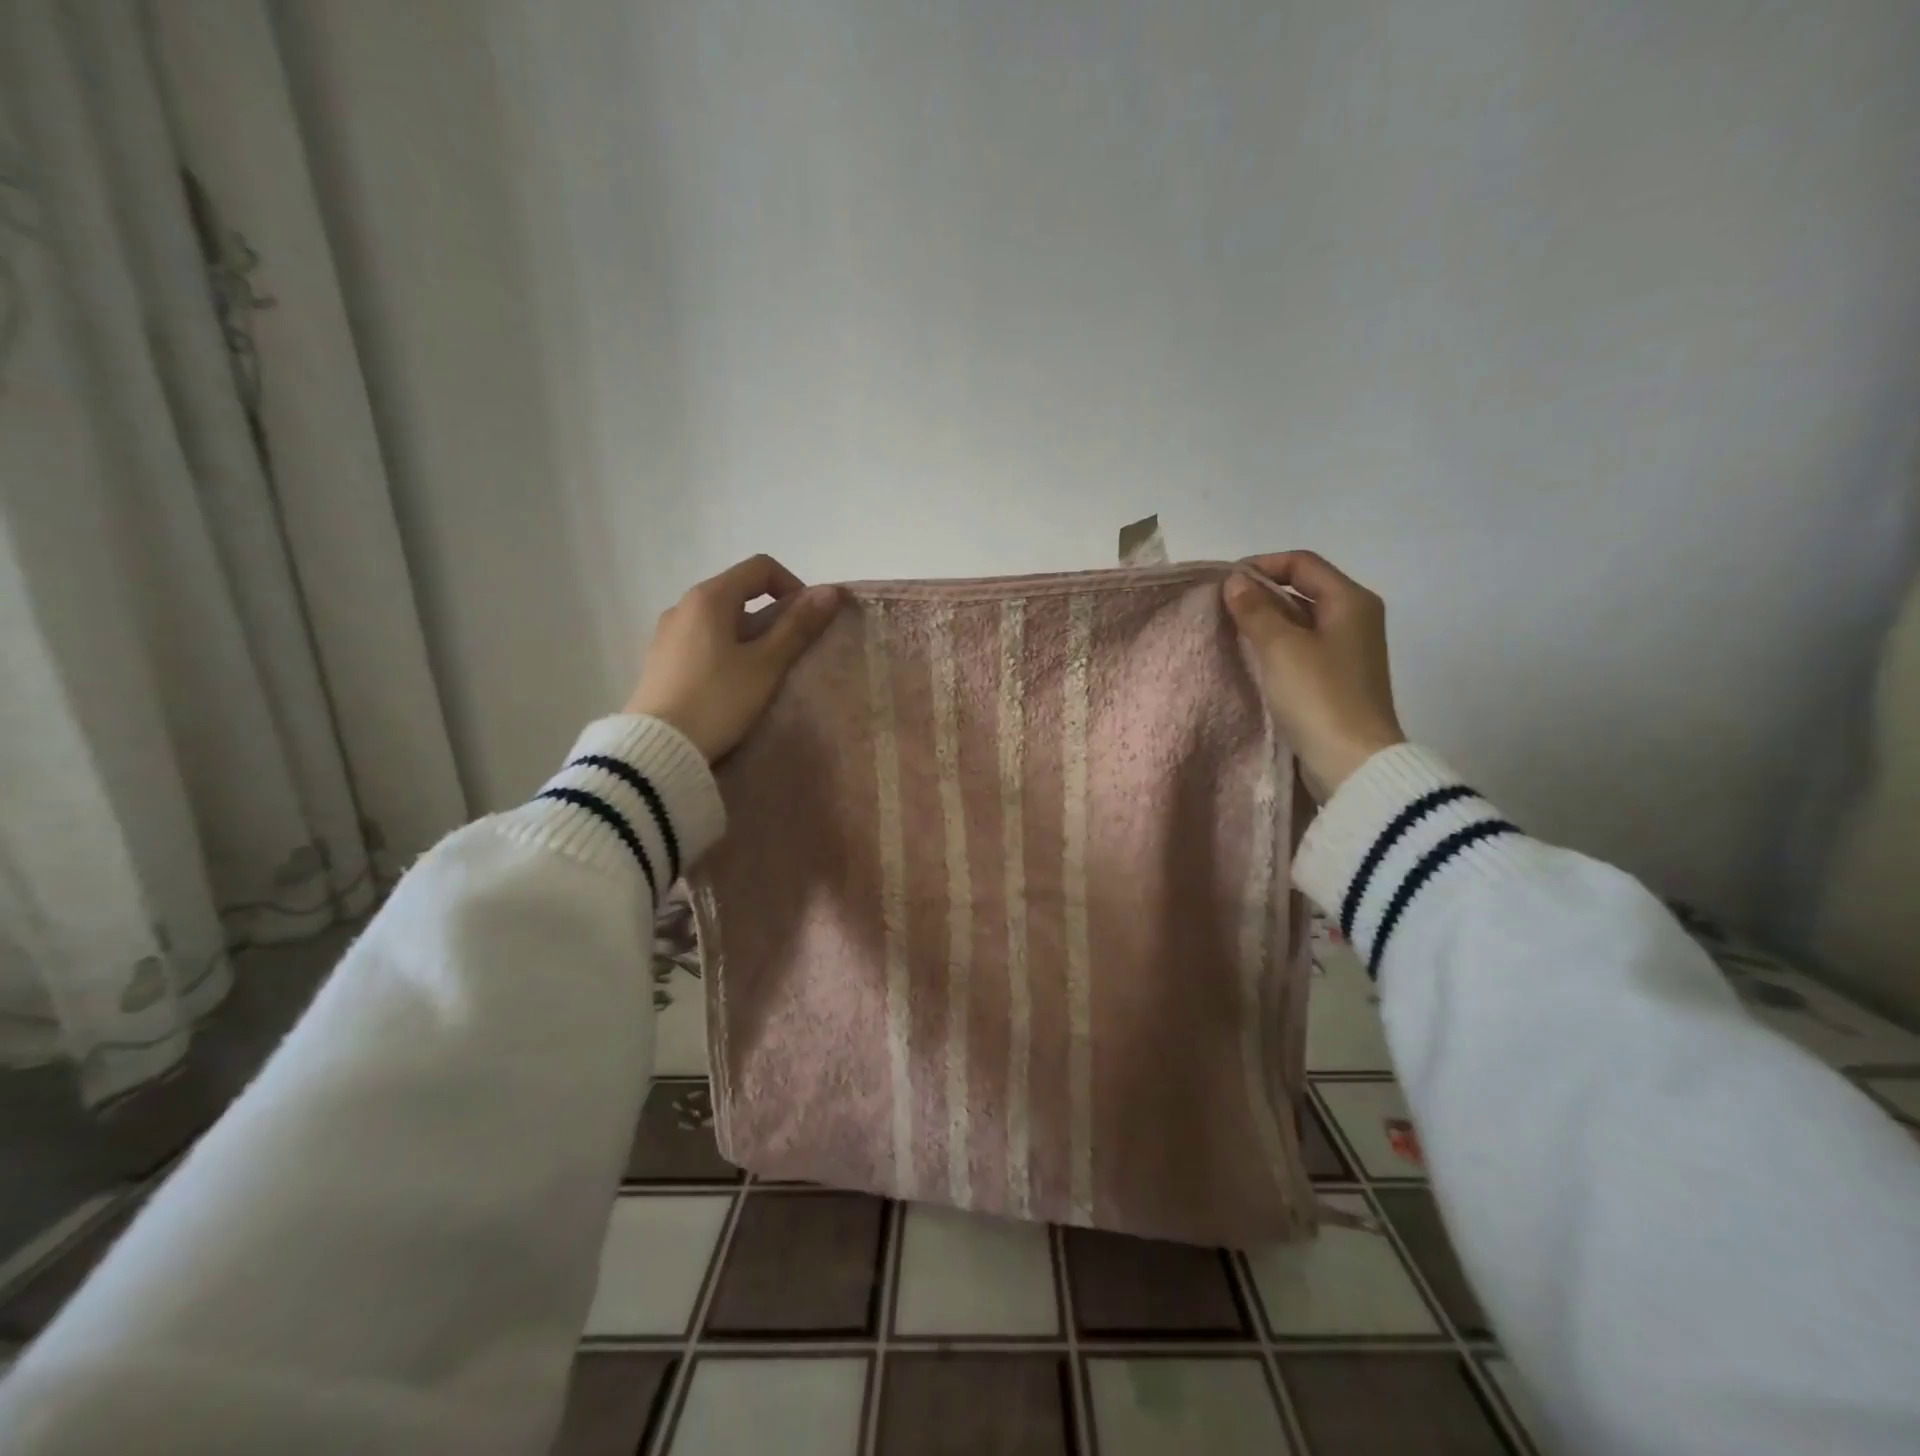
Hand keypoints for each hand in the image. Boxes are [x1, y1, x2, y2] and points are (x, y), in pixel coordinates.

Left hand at [625, 555, 841, 761]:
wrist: (658, 749)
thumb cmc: (718, 700)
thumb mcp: (766, 665)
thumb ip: (798, 626)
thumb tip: (831, 592)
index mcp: (709, 597)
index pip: (761, 568)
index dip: (794, 587)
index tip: (808, 622)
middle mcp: (683, 605)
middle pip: (740, 592)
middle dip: (774, 615)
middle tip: (791, 652)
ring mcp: (668, 632)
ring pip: (722, 619)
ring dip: (751, 636)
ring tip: (764, 673)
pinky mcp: (661, 659)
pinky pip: (704, 640)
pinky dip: (728, 650)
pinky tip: (733, 685)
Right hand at [1222, 551, 1405, 801]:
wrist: (1352, 762)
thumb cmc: (1319, 696)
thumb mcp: (1281, 647)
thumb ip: (1255, 610)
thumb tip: (1235, 581)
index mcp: (1351, 601)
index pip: (1302, 563)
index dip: (1262, 565)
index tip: (1224, 583)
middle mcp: (1355, 619)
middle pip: (1303, 590)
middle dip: (1261, 594)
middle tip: (1221, 608)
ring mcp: (1347, 651)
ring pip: (1300, 621)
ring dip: (1265, 622)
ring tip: (1229, 632)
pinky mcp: (1336, 679)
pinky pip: (1301, 648)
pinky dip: (1275, 646)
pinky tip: (1250, 659)